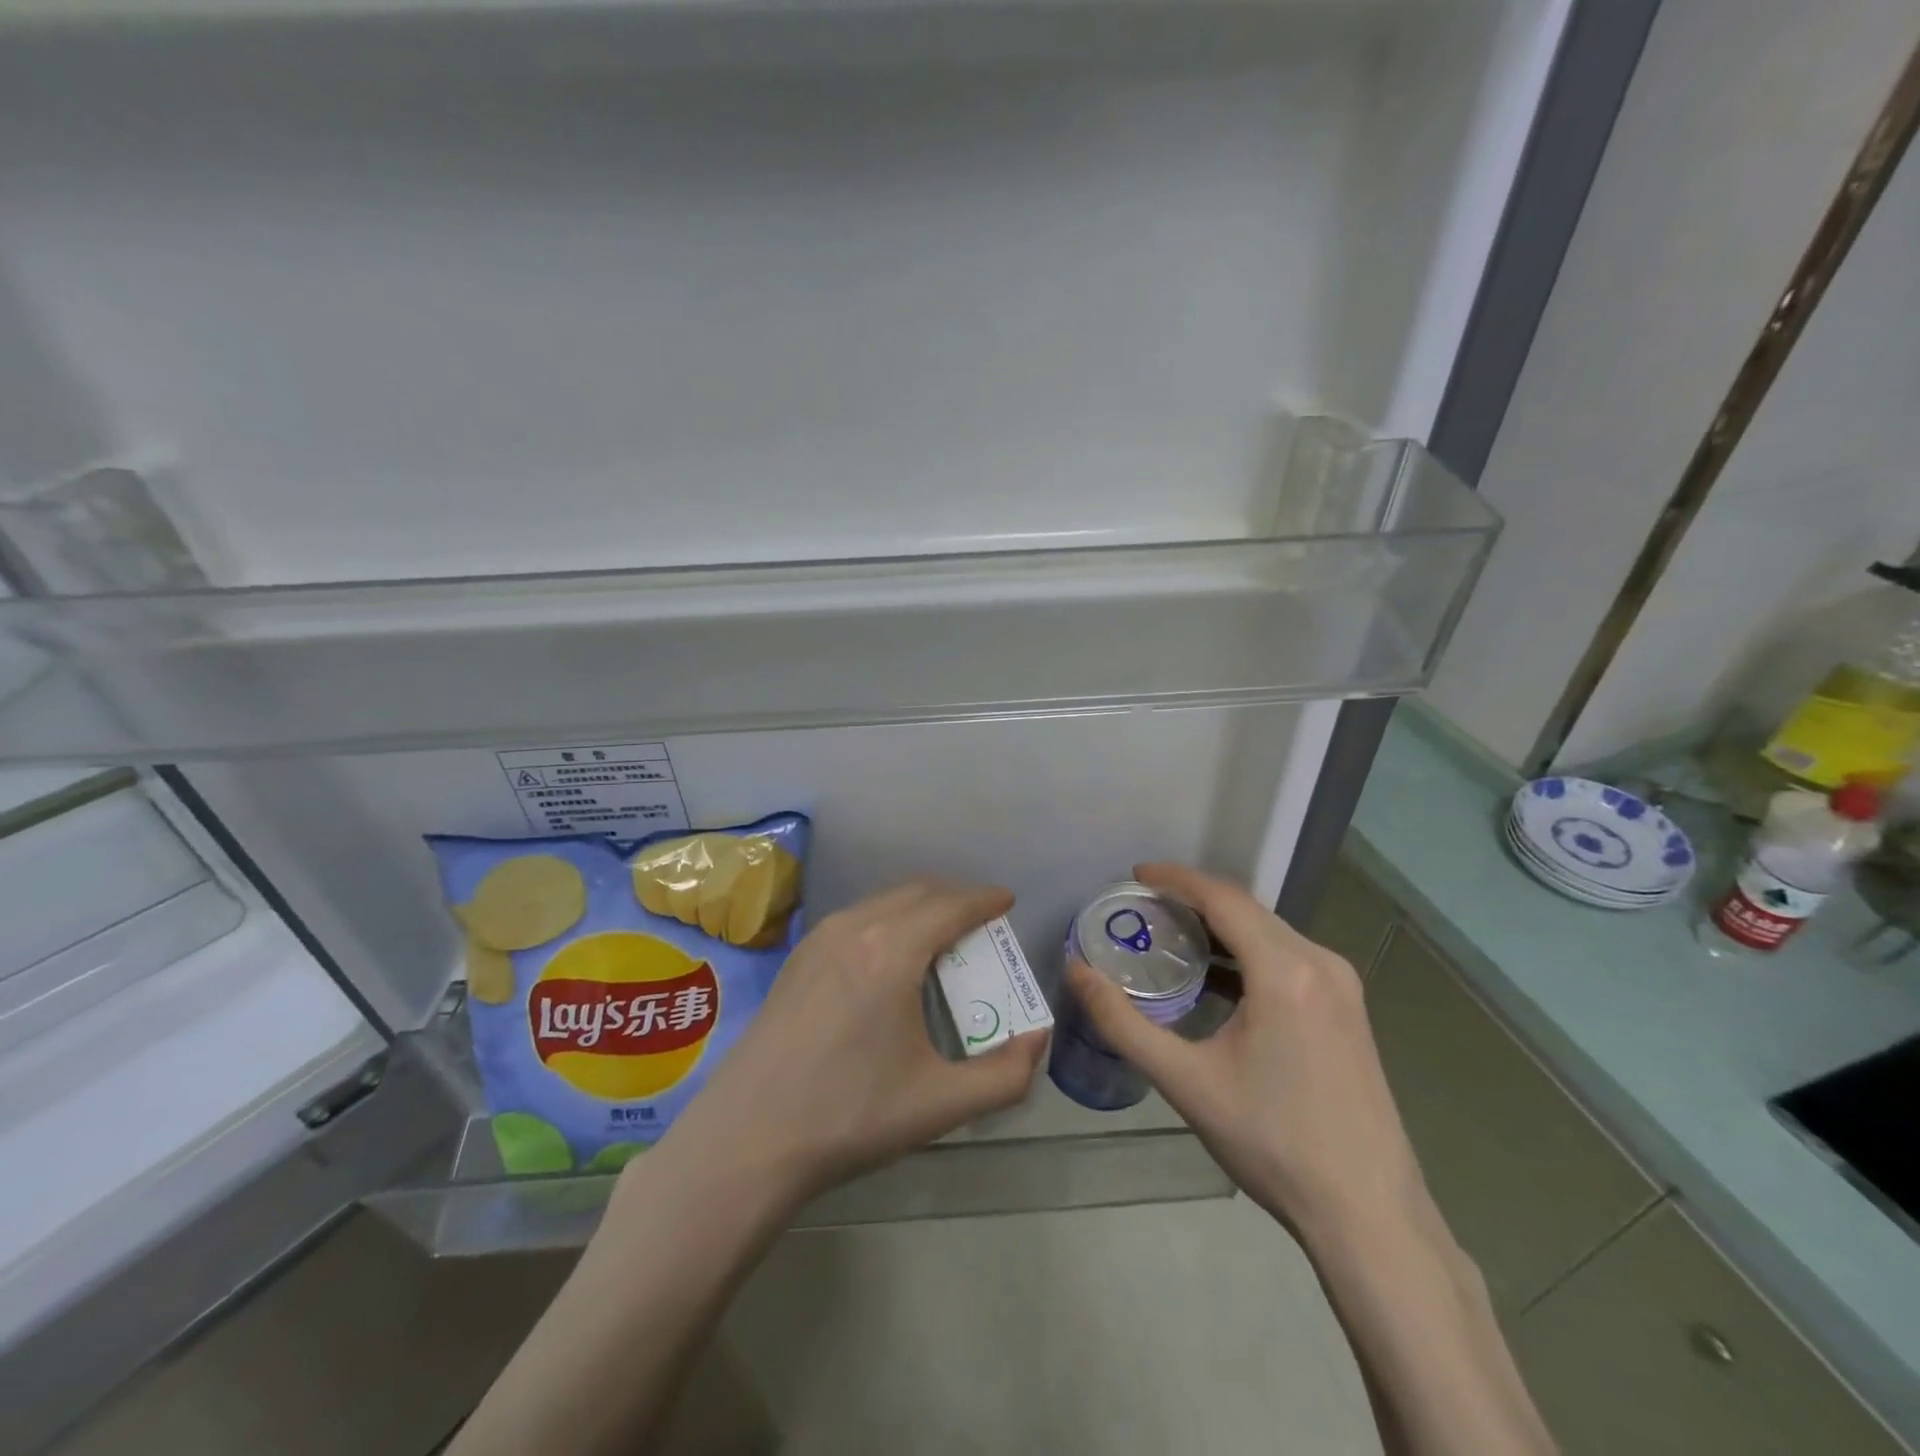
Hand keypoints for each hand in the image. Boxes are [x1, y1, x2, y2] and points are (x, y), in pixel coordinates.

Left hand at [651, 879, 1047, 1211]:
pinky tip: (890, 959)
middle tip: (981, 924)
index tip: (1007, 901)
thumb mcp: (939, 1105)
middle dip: (955, 898)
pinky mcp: (797, 957)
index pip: (951, 906)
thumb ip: (1004, 1076)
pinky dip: (888, 919)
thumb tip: (1036, 1041)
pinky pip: (857, 918)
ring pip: (883, 901)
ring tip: (941, 938)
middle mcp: (855, 928)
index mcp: (892, 952)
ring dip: (920, 907)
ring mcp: (819, 939)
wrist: (747, 1139)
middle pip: (918, 892)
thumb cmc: (849, 1116)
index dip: (985, 899)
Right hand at [1064, 862, 1425, 1239]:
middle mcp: (1320, 963)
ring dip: (1220, 926)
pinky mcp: (1347, 1009)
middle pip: (1247, 909)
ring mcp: (1341, 986)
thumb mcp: (1186, 1083)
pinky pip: (1288, 957)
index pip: (1223, 898)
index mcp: (1286, 971)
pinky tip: (1217, 978)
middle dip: (1193, 899)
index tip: (1134, 875)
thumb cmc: (1273, 1144)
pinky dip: (1247, 952)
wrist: (1369, 1215)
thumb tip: (1076, 972)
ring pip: (1269, 932)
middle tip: (1141, 907)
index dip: (1175, 879)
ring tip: (1170, 935)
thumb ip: (1123, 1023)